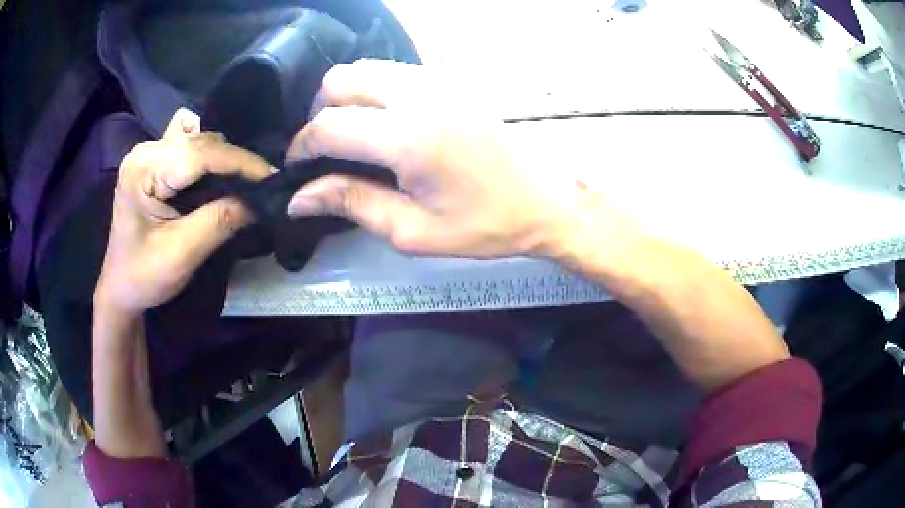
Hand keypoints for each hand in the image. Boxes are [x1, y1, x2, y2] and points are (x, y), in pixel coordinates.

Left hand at [94, 109, 271, 313]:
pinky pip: (189, 145)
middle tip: (264, 185)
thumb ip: (220, 221)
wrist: (120, 288)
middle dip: (235, 161)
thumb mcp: (183, 253)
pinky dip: (209, 156)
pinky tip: (215, 173)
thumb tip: (261, 201)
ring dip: (224, 159)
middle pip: (201, 142)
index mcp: (144, 169)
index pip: (200, 153)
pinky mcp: (154, 161)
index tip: (275, 176)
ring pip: (199, 140)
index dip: (241, 162)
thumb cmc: (144, 276)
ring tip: (244, 182)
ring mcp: (149, 153)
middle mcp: (146, 150)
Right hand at [285, 59, 637, 258]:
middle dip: (318, 113)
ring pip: (366, 68)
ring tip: (350, 136)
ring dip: (344, 97)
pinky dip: (373, 90)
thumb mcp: (413, 231)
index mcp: (409, 138)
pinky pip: (394, 70)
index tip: (295, 169)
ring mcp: (438, 81)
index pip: (328, 126)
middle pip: (340, 80)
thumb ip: (351, 203)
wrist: (547, 198)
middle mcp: (420, 96)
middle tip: (324, 151)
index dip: (301, 147)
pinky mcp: (452, 80)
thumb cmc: (486, 224)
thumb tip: (299, 198)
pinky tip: (382, 122)